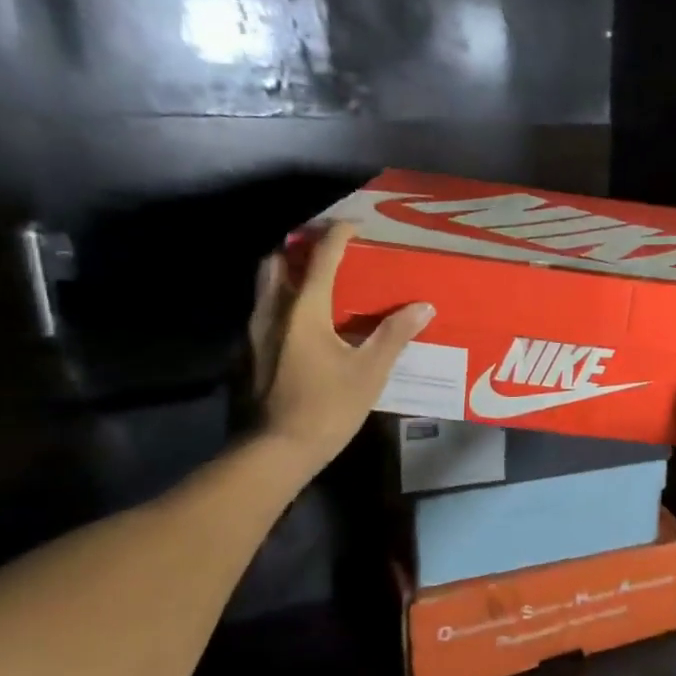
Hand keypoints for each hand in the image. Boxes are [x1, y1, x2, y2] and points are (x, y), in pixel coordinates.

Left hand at [248, 221, 433, 471]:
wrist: (276, 450)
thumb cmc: (327, 407)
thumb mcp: (370, 371)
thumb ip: (394, 335)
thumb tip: (423, 307)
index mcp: (303, 310)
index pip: (321, 260)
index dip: (337, 237)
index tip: (353, 225)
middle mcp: (273, 312)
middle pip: (277, 263)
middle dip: (300, 249)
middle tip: (327, 250)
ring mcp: (257, 334)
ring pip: (266, 287)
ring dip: (288, 274)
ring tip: (319, 280)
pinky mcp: (253, 354)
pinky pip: (266, 311)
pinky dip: (284, 301)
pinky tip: (306, 321)